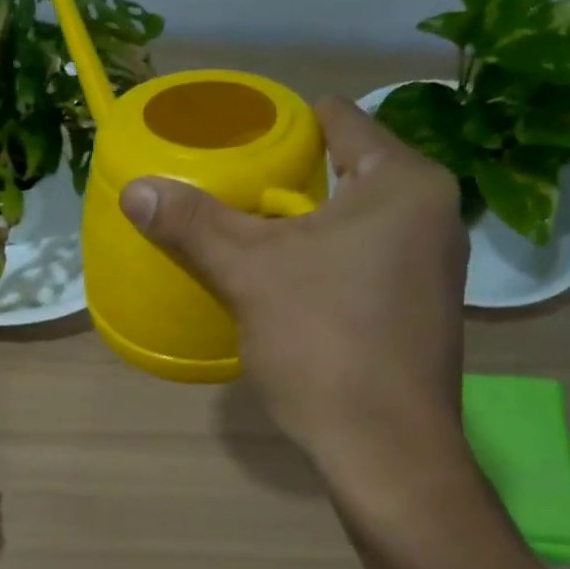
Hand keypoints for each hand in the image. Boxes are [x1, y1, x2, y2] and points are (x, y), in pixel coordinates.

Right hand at [120, 96, 468, 464]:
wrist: (384, 447)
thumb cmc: (323, 341)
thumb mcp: (248, 273)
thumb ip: (193, 223)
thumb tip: (134, 189)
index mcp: (404, 183)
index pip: (341, 121)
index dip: (286, 125)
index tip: (240, 138)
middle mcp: (434, 214)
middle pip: (347, 173)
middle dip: (290, 181)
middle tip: (232, 191)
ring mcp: (435, 266)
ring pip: (357, 223)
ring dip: (307, 226)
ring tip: (252, 235)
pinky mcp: (422, 310)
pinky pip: (367, 262)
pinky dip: (329, 262)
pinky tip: (291, 285)